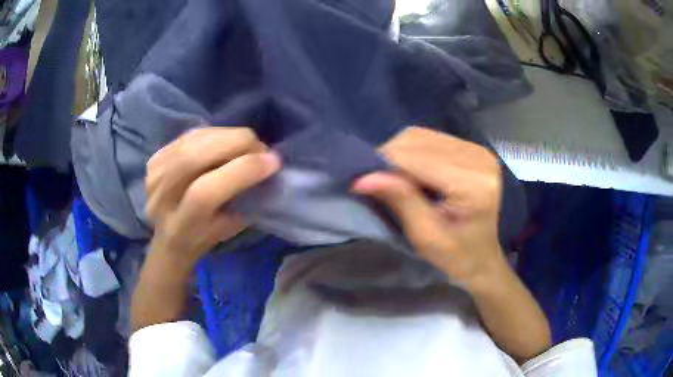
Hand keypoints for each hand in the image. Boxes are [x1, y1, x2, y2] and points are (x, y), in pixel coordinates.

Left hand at [145, 127, 280, 263]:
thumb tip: (264, 162)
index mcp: (180, 226)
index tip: (273, 161)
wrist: (169, 235)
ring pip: (192, 141)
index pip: (205, 192)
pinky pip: (189, 135)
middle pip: (194, 157)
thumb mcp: (229, 229)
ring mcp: (154, 174)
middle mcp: (161, 198)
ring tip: (246, 142)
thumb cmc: (204, 237)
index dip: (241, 171)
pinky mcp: (155, 158)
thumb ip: (243, 198)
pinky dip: (213, 133)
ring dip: (227, 135)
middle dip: (236, 144)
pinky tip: (226, 139)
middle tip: (260, 147)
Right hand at [353, 126, 505, 290]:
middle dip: (390, 157)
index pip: (418, 159)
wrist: (483, 257)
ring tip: (391, 177)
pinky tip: (410, 171)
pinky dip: (413, 151)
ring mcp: (478, 150)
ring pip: (422, 136)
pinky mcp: (474, 149)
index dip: (385, 164)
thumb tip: (362, 178)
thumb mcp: (425, 236)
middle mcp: (479, 159)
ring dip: (400, 153)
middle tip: (375, 181)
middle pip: (419, 141)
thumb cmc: (456, 256)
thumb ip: (400, 200)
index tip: (361, 180)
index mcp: (473, 184)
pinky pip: (432, 138)